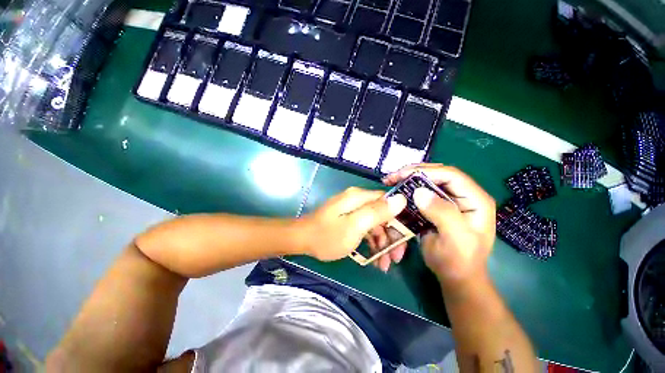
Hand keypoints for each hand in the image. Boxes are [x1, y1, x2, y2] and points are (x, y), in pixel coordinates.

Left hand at [301, 187, 406, 261]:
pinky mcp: (349, 219)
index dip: (400, 220)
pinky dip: (371, 243)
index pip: (389, 202)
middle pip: (383, 215)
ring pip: (375, 224)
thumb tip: (402, 199)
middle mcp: (358, 200)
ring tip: (384, 265)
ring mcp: (353, 210)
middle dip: (391, 236)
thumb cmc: (327, 235)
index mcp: (360, 197)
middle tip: (395, 258)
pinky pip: (366, 229)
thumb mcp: (354, 226)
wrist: (302, 240)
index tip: (405, 240)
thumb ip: (377, 212)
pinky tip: (375, 259)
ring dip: (382, 243)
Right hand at [382, 164, 495, 283]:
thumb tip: (419, 192)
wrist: (455, 277)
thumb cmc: (459, 261)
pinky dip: (408, 190)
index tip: (402, 175)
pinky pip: (421, 193)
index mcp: (475, 200)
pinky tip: (397, 189)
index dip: (426, 172)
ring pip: (428, 182)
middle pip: (438, 174)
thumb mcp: (455, 239)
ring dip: (408, 179)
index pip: (451, 176)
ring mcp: (449, 201)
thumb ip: (442, 214)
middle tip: (392, 176)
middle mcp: (463, 196)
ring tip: (391, 180)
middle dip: (414, 173)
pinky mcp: (437, 207)